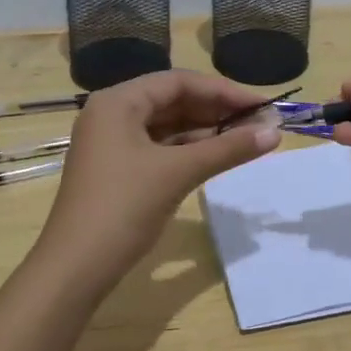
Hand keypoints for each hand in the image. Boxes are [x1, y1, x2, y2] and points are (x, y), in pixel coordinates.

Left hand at [35, 70, 280, 283]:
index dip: (224, 91)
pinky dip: (188, 150)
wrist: (75, 268)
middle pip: (173, 101)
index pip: (179, 82)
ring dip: (206, 132)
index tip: (262, 105)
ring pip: (167, 126)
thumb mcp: (178, 172)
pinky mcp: (117, 168)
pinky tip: (217, 156)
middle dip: (217, 111)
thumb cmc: (123, 207)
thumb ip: (227, 149)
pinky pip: (159, 147)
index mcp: (118, 101)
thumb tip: (275, 132)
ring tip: (247, 139)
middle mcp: (112, 113)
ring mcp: (112, 142)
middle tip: (259, 123)